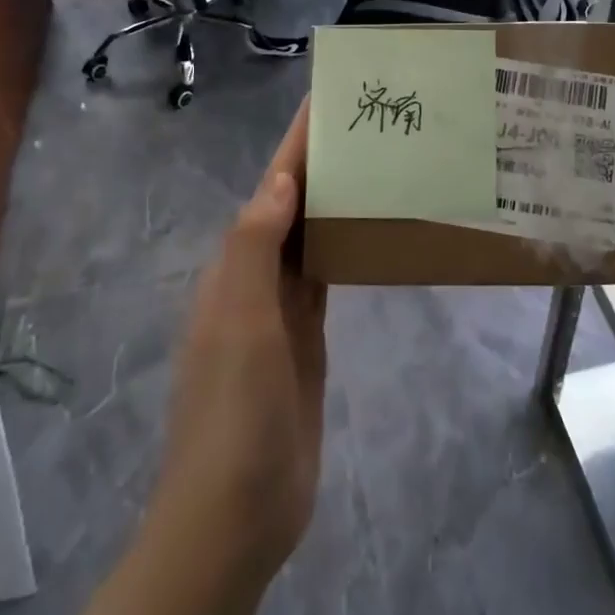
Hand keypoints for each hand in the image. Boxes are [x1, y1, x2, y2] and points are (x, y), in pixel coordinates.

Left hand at [153, 102, 326, 574]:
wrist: (237, 512)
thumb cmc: (236, 412)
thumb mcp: (240, 323)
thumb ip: (256, 248)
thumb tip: (280, 180)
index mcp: (235, 267)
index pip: (269, 189)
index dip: (294, 146)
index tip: (326, 102)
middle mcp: (255, 279)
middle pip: (291, 206)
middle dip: (321, 164)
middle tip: (370, 126)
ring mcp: (281, 311)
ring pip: (311, 237)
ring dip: (335, 202)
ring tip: (379, 165)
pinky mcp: (307, 339)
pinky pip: (326, 277)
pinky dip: (345, 248)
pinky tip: (371, 233)